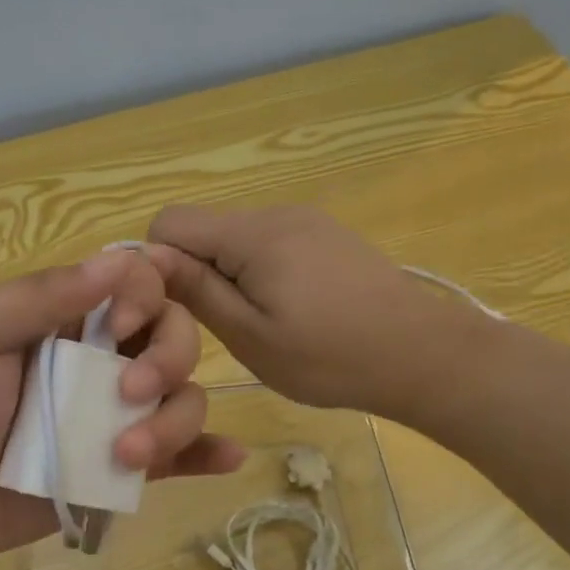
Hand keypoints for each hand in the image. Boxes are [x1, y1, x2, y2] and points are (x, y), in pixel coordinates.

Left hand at [0, 248, 244, 566]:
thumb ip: (38, 296)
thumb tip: (116, 261)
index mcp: (69, 318)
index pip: (136, 284)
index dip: (143, 298)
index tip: (115, 331)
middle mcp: (104, 359)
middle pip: (175, 337)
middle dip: (169, 360)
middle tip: (128, 396)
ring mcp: (118, 416)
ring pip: (185, 398)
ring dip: (175, 421)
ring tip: (126, 456)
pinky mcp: (126, 467)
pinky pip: (183, 454)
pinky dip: (209, 452)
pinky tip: (228, 456)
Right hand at [145, 204, 492, 414]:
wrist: (424, 355)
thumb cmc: (330, 357)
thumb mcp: (250, 335)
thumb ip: (196, 290)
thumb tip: (145, 257)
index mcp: (251, 234)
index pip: (169, 222)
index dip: (158, 265)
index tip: (178, 309)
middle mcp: (275, 213)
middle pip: (203, 230)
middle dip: (196, 273)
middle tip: (225, 326)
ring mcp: (305, 221)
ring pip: (235, 239)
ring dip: (229, 276)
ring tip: (262, 324)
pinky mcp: (325, 235)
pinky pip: (268, 244)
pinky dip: (260, 273)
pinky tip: (291, 311)